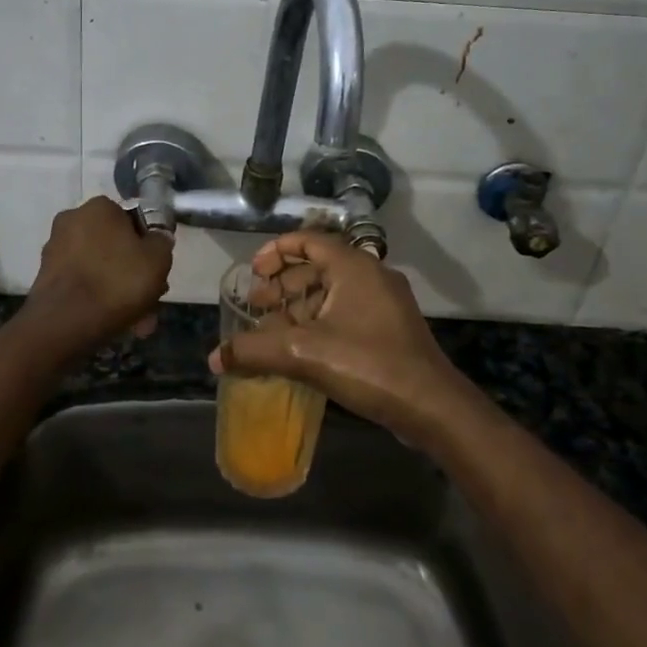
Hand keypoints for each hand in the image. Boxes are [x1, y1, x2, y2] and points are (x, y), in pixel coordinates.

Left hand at [20, 197, 173, 354]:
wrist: (64, 323)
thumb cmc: (117, 282)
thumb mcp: (158, 259)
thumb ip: (162, 242)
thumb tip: (157, 238)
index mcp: (99, 207)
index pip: (132, 219)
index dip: (149, 246)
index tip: (157, 271)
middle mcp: (72, 220)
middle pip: (115, 247)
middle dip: (134, 274)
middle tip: (150, 300)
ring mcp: (55, 249)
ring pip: (99, 268)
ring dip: (119, 290)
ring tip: (137, 322)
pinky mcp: (46, 278)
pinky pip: (82, 283)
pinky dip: (98, 298)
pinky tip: (114, 323)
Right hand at [209, 232, 481, 451]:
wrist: (431, 407)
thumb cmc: (368, 364)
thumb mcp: (304, 354)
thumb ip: (255, 350)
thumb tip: (214, 358)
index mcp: (353, 266)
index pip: (308, 240)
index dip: (276, 252)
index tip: (254, 273)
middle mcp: (371, 275)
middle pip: (318, 266)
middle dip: (283, 285)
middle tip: (257, 307)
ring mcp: (384, 303)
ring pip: (332, 292)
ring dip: (299, 307)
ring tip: (273, 332)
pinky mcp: (390, 329)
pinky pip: (346, 313)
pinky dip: (319, 323)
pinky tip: (301, 350)